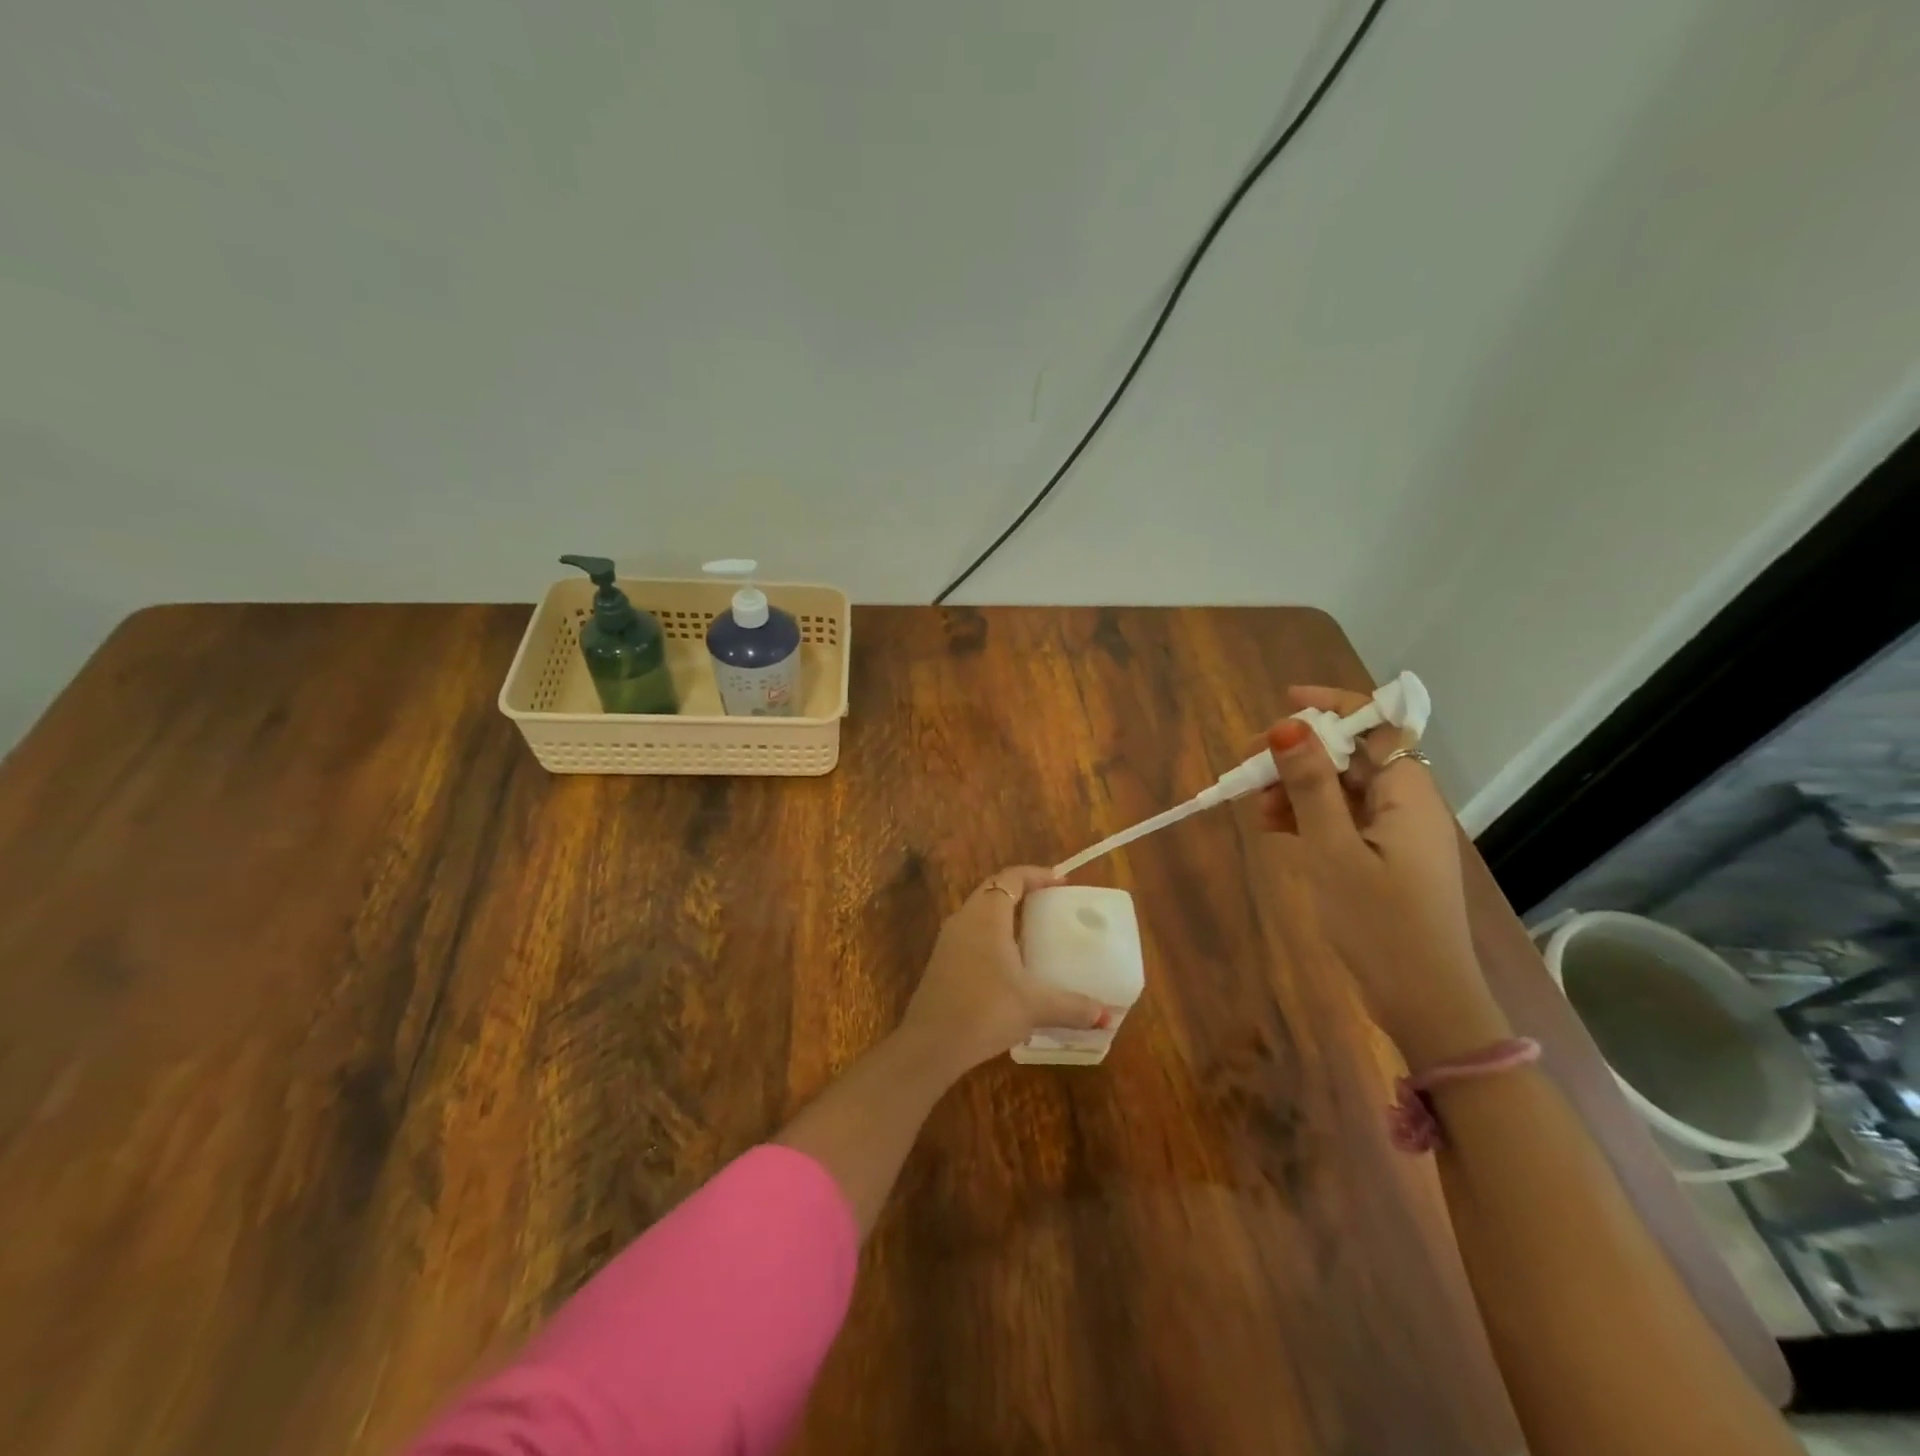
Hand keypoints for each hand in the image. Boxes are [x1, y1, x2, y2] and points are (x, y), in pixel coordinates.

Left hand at [899, 866, 1109, 1075]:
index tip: (1060, 882)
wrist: (930, 1044)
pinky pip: (971, 935)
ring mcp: (948, 941)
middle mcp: (964, 919)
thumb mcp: (1034, 1007)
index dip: (1036, 875)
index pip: (1011, 878)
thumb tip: (1105, 1015)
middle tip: (1049, 904)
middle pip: (993, 891)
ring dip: (1004, 915)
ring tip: (1033, 932)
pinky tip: (1009, 965)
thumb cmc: (985, 1010)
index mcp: (986, 916)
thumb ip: (1072, 1007)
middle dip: (1021, 892)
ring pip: (979, 913)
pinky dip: (992, 937)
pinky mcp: (941, 963)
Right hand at [1255, 687, 1507, 1068]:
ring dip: (1298, 789)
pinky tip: (1276, 829)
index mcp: (1407, 793)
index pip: (1375, 725)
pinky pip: (1344, 819)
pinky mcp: (1386, 858)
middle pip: (1352, 756)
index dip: (1330, 706)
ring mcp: (1397, 833)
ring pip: (1342, 789)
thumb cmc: (1379, 924)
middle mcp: (1407, 804)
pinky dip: (1309, 816)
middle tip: (1250, 769)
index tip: (1282, 703)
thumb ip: (1310, 786)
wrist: (1424, 1002)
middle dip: (1300, 755)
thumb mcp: (1333, 850)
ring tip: (1258, 810)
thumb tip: (1286, 725)